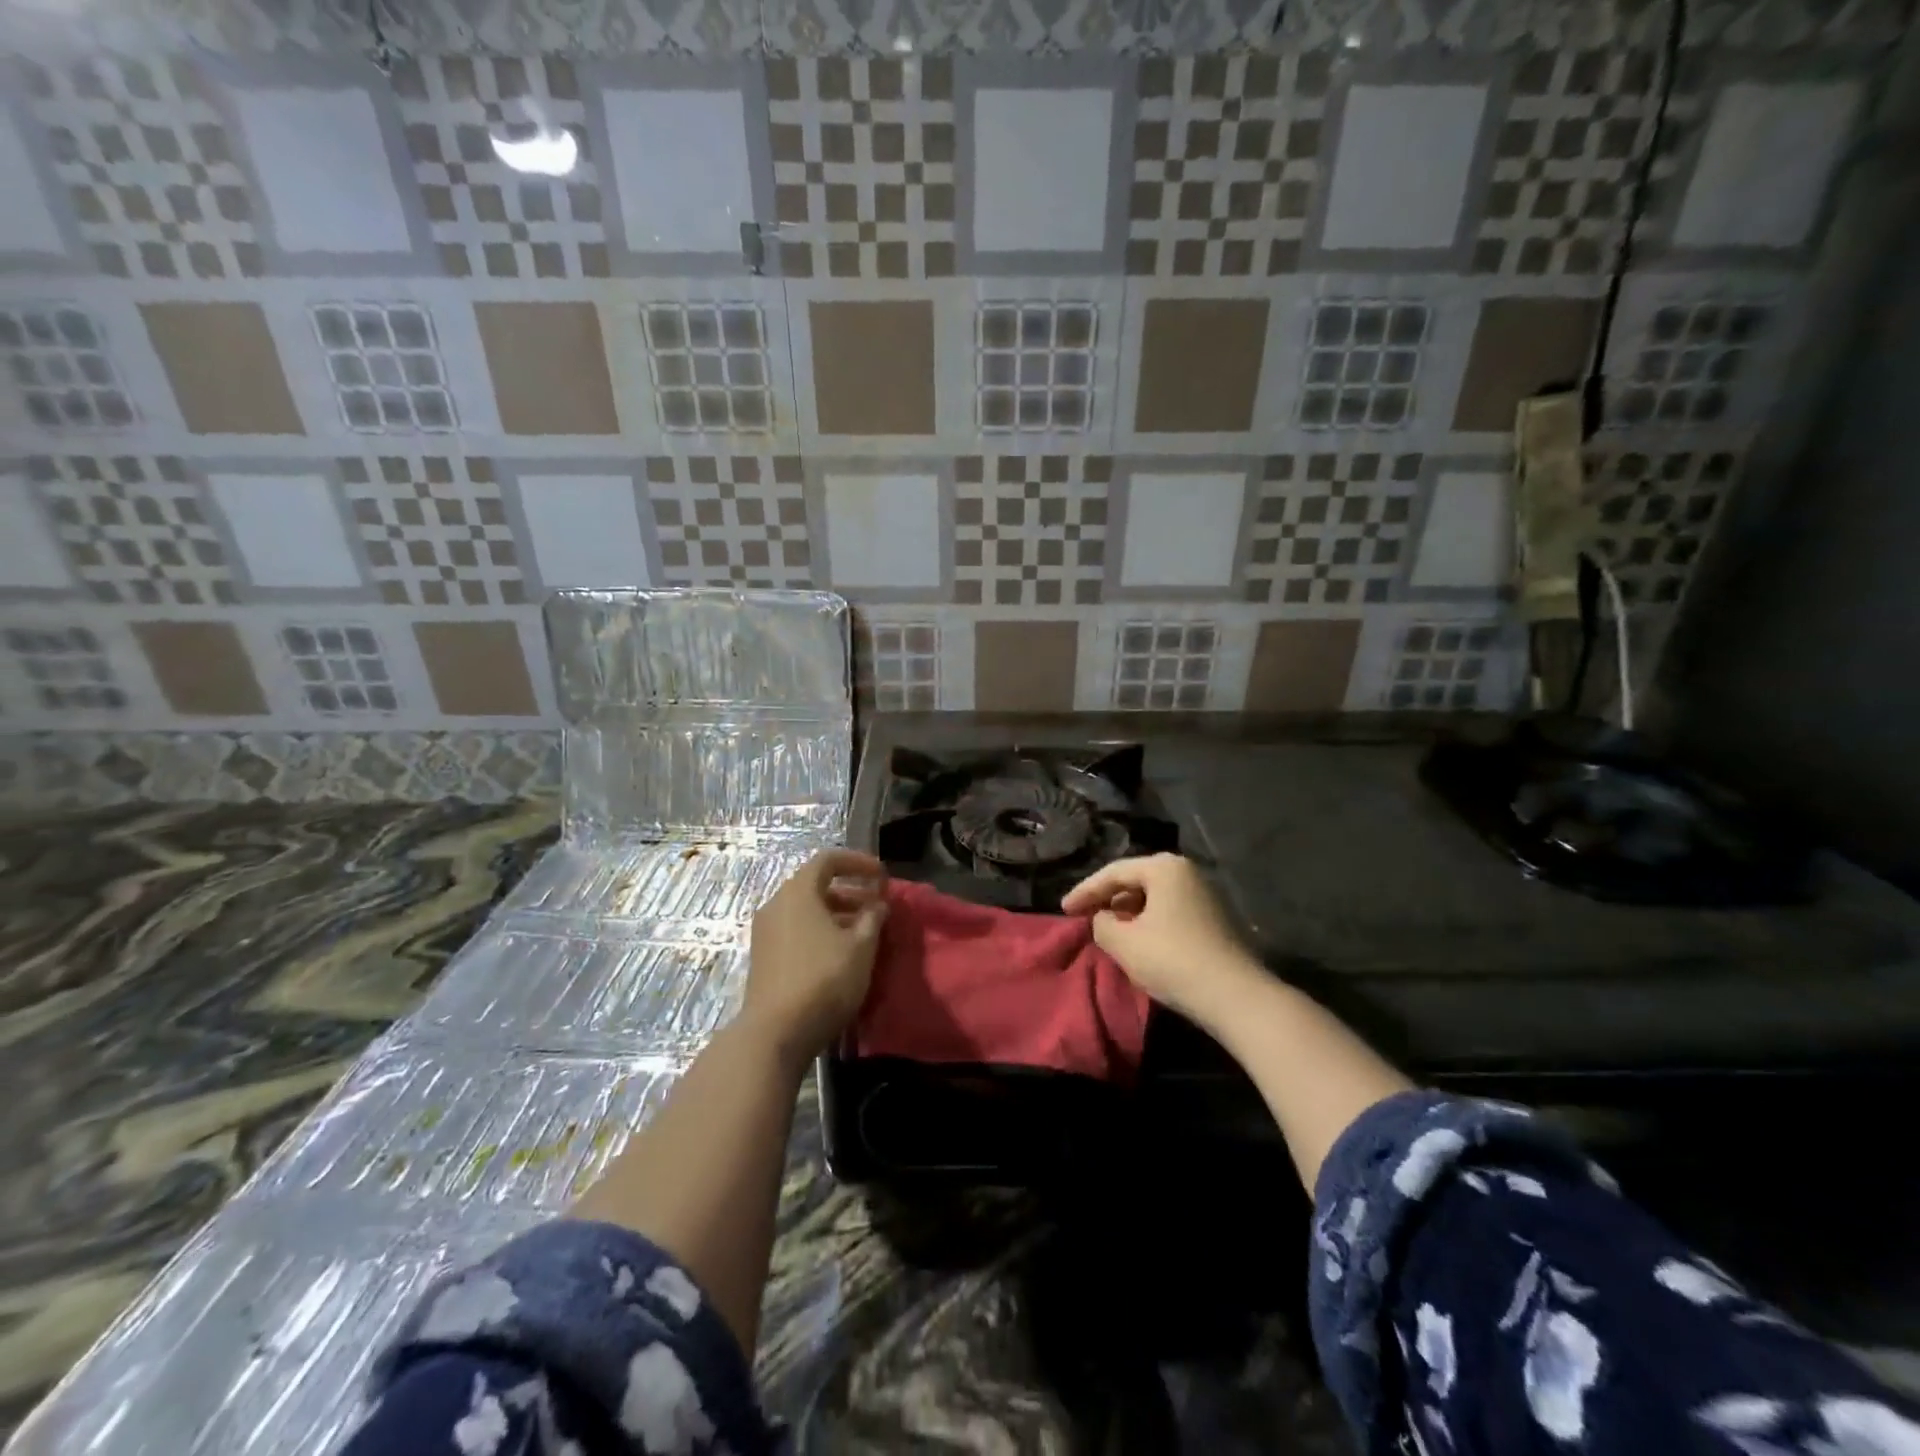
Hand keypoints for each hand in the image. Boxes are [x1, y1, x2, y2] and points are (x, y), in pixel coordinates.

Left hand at [744, 849, 888, 1063]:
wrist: (776, 1033)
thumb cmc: (824, 979)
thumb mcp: (861, 947)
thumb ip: (873, 918)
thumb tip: (877, 904)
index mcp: (798, 892)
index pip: (828, 860)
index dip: (858, 862)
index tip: (882, 876)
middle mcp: (776, 904)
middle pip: (815, 885)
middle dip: (850, 891)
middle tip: (877, 906)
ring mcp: (766, 932)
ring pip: (806, 910)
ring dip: (837, 913)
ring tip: (864, 932)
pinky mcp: (764, 957)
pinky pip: (796, 930)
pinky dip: (820, 930)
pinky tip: (840, 953)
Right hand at [1061, 853, 1260, 1025]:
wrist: (1235, 997)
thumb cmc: (1173, 960)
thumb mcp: (1124, 943)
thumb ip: (1101, 924)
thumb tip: (1102, 919)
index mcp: (1164, 867)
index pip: (1113, 873)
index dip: (1084, 891)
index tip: (1063, 910)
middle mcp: (1186, 871)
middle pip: (1135, 880)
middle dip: (1108, 899)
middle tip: (1084, 917)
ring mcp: (1205, 893)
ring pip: (1154, 897)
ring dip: (1128, 912)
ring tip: (1108, 931)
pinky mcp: (1214, 917)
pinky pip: (1170, 910)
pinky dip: (1149, 921)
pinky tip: (1138, 941)